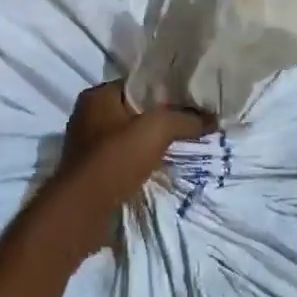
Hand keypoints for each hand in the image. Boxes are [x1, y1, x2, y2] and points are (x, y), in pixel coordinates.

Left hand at [47, 82, 214, 254]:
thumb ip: (185, 119)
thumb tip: (213, 118)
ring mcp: (89, 147)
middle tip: (193, 122)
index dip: (165, 89)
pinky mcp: (94, 172)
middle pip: (135, 111)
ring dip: (153, 144)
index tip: (192, 97)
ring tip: (185, 145)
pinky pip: (126, 160)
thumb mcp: (156, 130)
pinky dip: (144, 162)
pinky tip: (166, 167)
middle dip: (162, 118)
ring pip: (131, 138)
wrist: (83, 212)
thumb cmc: (114, 160)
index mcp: (96, 97)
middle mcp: (88, 117)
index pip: (137, 84)